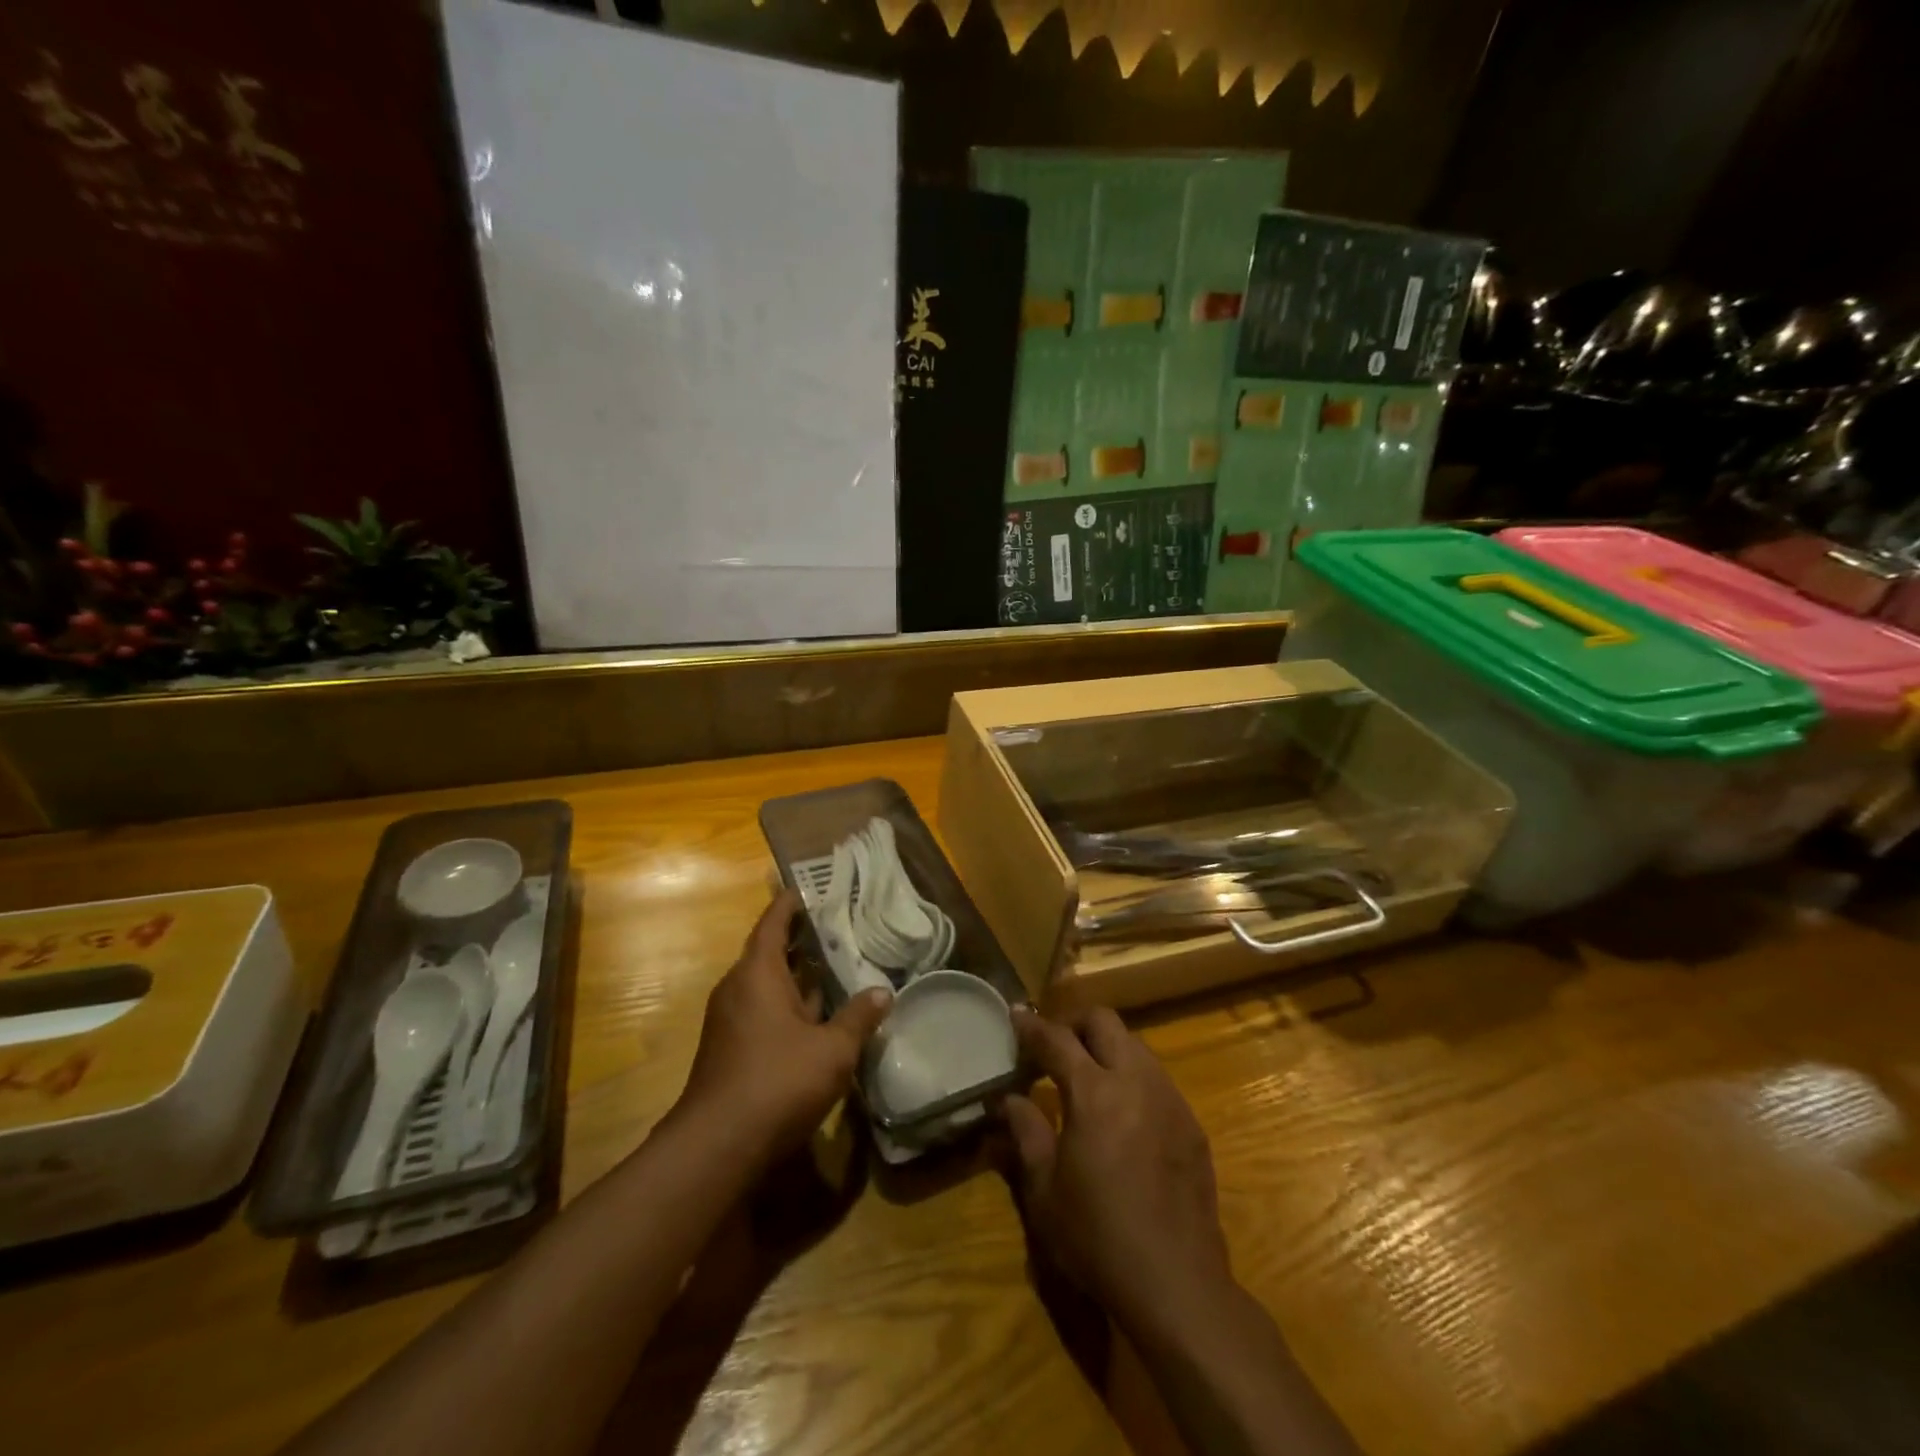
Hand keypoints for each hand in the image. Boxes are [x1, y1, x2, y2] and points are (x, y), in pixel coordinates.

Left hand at [680, 890, 890, 1166]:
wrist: (717, 1147)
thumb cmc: (777, 1082)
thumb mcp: (832, 1049)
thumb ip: (858, 1017)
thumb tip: (882, 992)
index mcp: (756, 974)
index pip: (773, 923)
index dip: (791, 904)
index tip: (810, 887)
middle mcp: (738, 989)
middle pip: (769, 952)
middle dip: (800, 939)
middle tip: (838, 925)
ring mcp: (731, 1022)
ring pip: (767, 985)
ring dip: (796, 975)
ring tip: (836, 964)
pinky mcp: (731, 1049)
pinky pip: (763, 1010)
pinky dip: (789, 1003)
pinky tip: (819, 1015)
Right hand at [999, 1006, 1234, 1334]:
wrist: (1177, 1285)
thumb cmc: (1098, 1237)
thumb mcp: (1045, 1190)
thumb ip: (1026, 1132)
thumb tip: (1008, 1099)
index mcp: (1094, 1092)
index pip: (1057, 1039)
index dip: (1032, 1026)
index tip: (1015, 1016)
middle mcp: (1136, 1081)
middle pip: (1104, 1021)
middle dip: (1074, 1023)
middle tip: (1053, 1046)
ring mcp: (1170, 1099)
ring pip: (1135, 1045)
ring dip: (1106, 1048)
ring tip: (1087, 1077)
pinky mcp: (1191, 1124)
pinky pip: (1157, 1079)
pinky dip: (1132, 1077)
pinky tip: (1122, 1115)